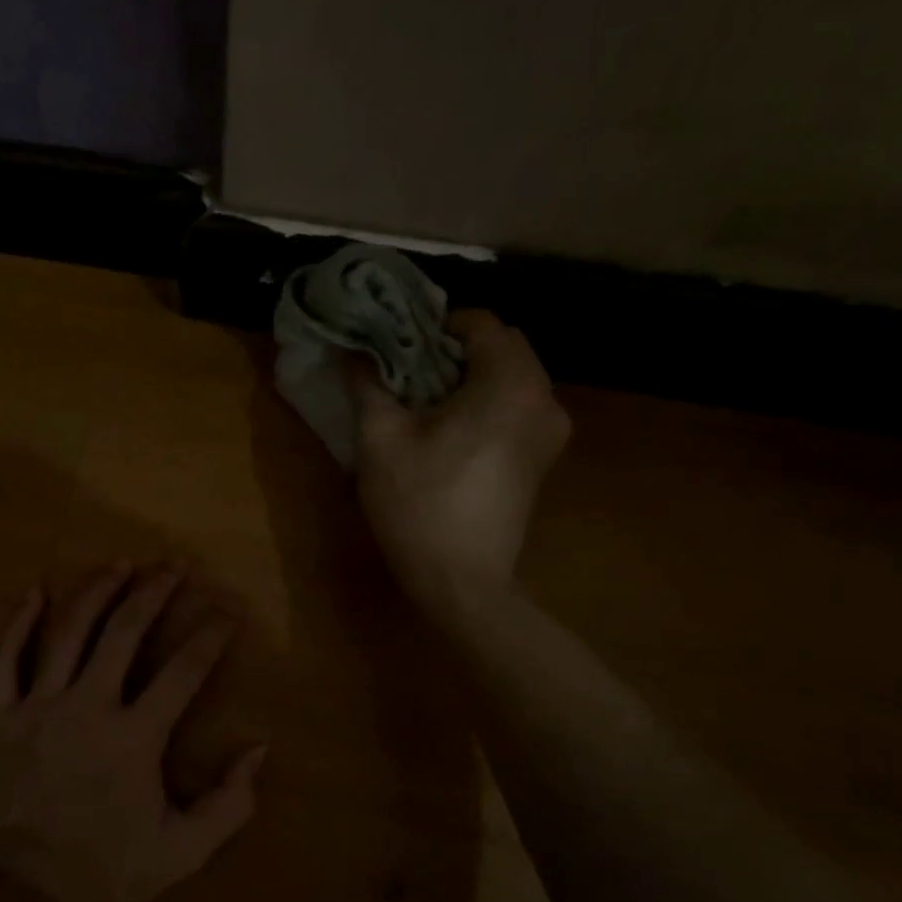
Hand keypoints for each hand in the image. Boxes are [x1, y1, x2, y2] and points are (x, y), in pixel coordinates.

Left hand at [0, 563, 265, 901]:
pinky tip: (34, 591)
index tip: (227, 610)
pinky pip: (6, 661)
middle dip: (154, 593)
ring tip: (120, 564)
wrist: (27, 895)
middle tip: (174, 565)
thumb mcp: (184, 849)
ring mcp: (38, 707)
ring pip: (68, 633)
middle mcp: (87, 707)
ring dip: (96, 592)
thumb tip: (261, 749)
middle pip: (124, 633)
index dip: (210, 635)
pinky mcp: (1, 717)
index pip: (183, 671)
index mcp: (134, 736)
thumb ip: (230, 802)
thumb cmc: (109, 870)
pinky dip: (18, 624)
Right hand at [349, 310, 570, 604]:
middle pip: (502, 346)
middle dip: (454, 348)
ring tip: (424, 399)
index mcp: (509, 383)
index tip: (399, 344)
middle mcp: (544, 396)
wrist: (460, 579)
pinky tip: (449, 428)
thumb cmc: (418, 503)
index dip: (436, 324)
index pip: (480, 322)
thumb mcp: (380, 439)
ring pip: (512, 375)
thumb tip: (350, 351)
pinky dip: (486, 400)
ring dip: (470, 375)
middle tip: (407, 370)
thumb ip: (368, 383)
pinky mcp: (543, 456)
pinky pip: (517, 404)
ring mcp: (550, 429)